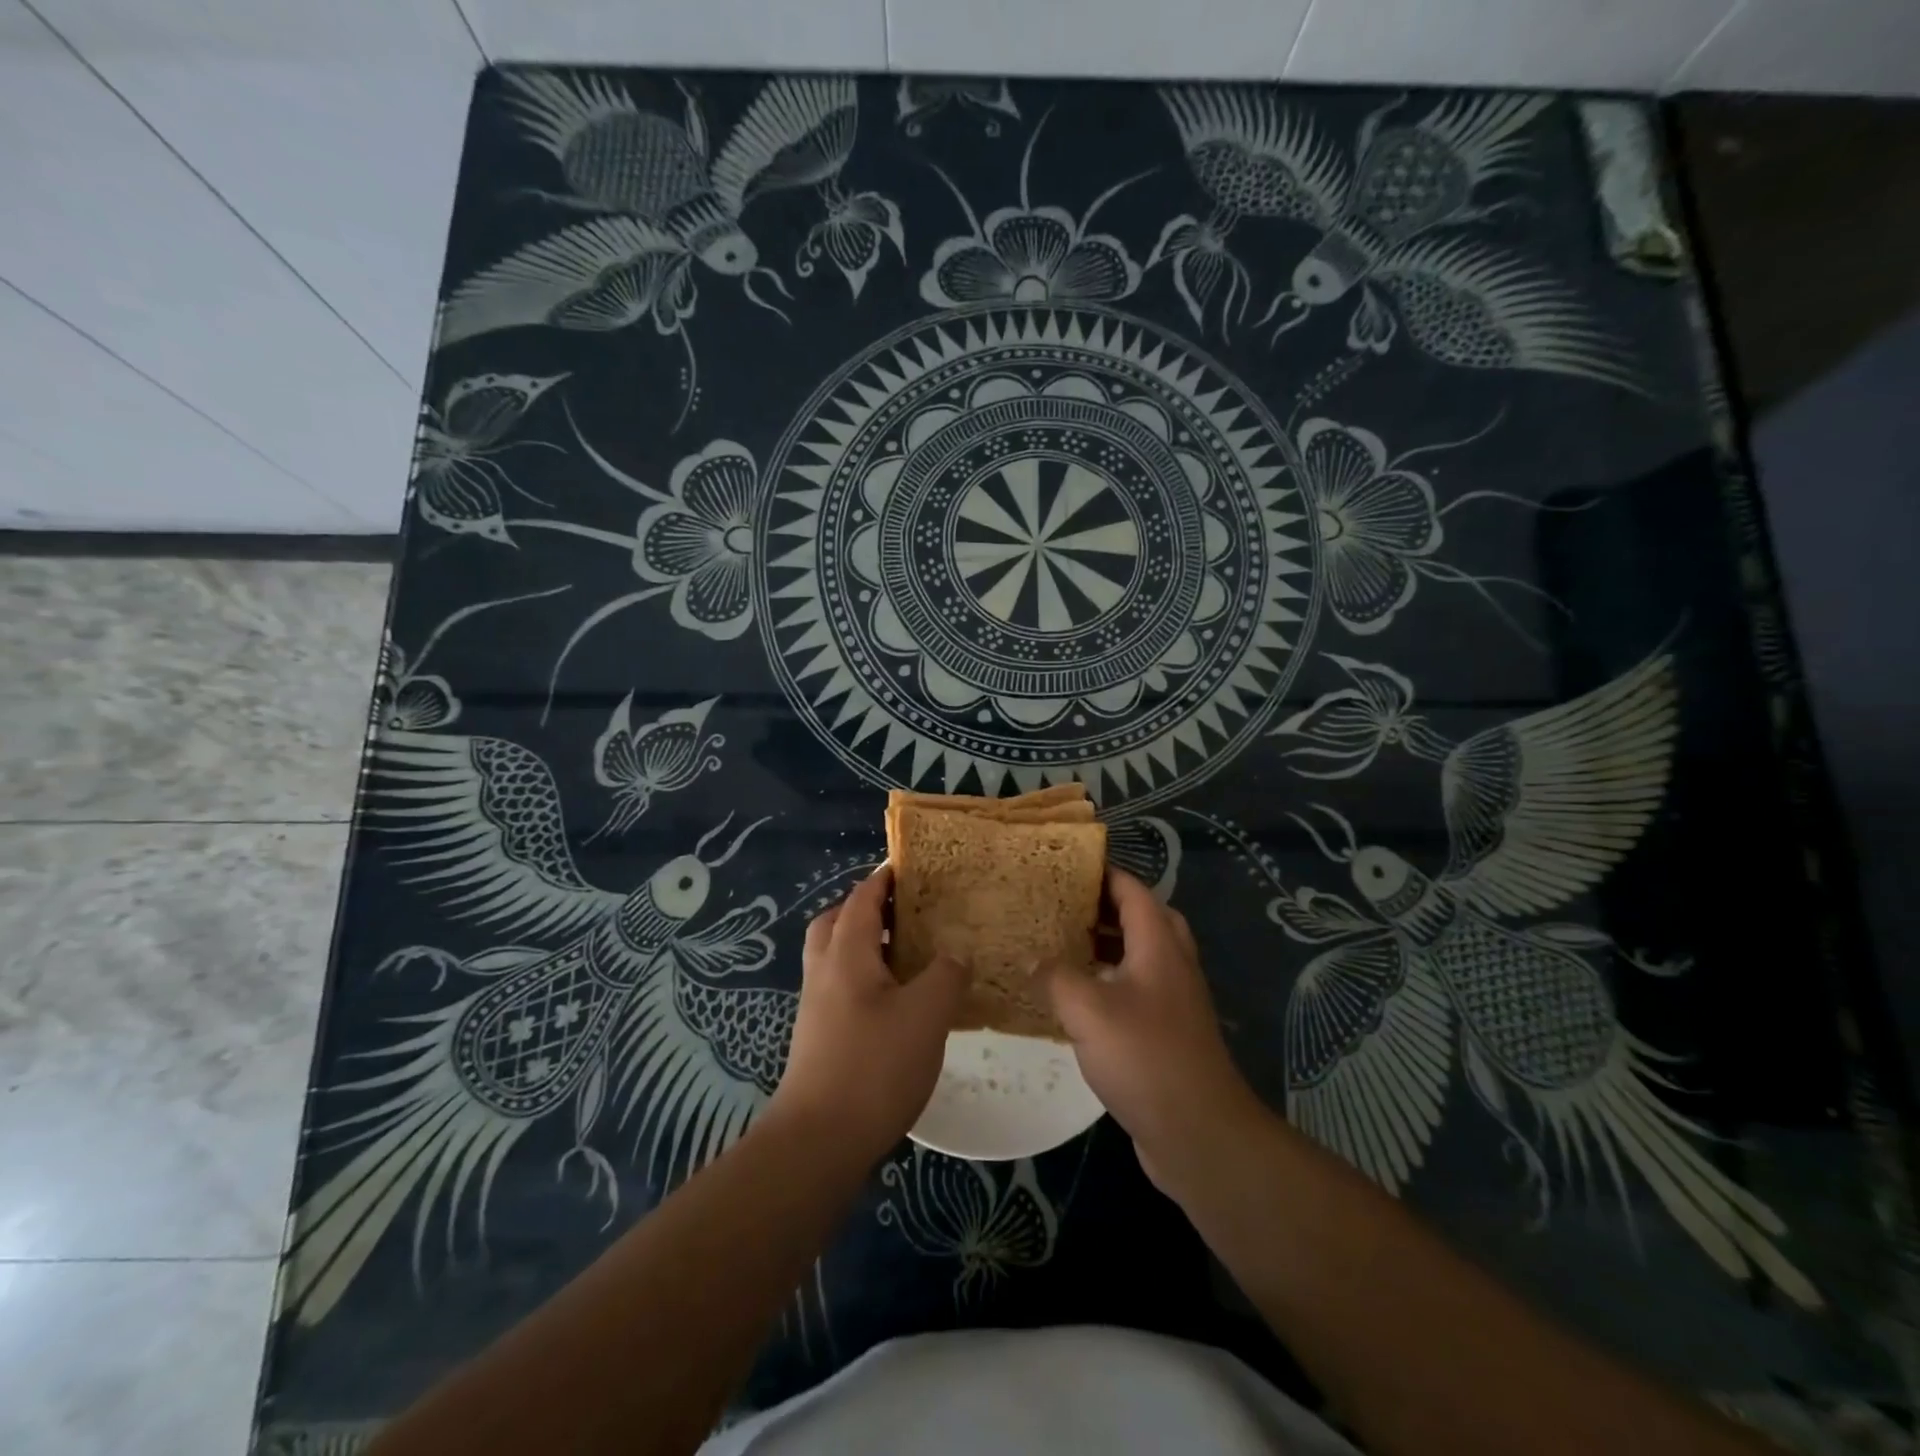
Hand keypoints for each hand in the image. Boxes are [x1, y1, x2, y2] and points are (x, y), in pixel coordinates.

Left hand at [769, 866, 967, 1165]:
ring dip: (864, 944)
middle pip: (835, 921)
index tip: (909, 866)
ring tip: (907, 954)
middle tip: (904, 911)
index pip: (861, 898)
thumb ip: (946, 975)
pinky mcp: (819, 1036)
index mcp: (845, 953)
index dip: (883, 878)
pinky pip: (840, 986)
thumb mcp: (926, 1015)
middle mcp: (824, 971)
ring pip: (835, 956)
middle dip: (866, 908)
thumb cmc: (873, 1067)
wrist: (817, 1142)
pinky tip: (896, 1002)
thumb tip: (956, 953)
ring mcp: (816, 1006)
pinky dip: (864, 977)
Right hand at [1046, 869, 1263, 1192]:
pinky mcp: (1169, 1033)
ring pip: (1141, 955)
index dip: (1103, 873)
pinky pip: (1138, 989)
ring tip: (1063, 946)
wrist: (1198, 1132)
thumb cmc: (1145, 1057)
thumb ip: (1054, 977)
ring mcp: (1174, 1000)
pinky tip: (1078, 1000)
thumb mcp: (1087, 1011)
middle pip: (1144, 918)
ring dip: (1108, 946)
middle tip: (1064, 906)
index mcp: (1159, 945)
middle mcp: (1172, 964)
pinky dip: (1110, 982)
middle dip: (1105, 907)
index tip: (1066, 866)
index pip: (1133, 891)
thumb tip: (1030, 959)